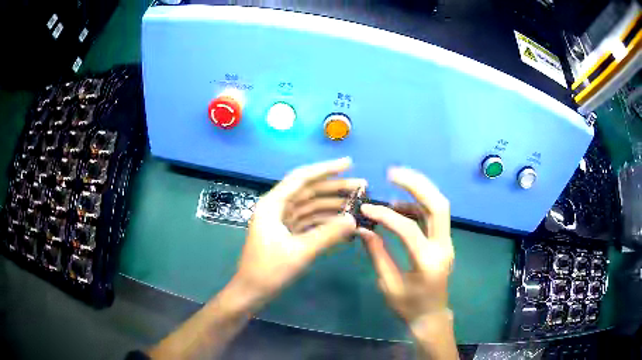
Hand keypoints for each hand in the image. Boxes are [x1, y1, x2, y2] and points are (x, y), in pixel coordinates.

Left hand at [232, 157, 364, 307]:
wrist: (251, 291)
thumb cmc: (269, 270)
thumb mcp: (300, 252)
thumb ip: (328, 234)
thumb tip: (353, 220)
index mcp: (273, 204)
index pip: (302, 178)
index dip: (326, 169)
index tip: (349, 163)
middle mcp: (277, 207)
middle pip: (309, 191)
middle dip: (335, 188)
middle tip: (362, 187)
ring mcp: (282, 220)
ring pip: (311, 206)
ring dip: (333, 205)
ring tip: (357, 205)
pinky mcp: (286, 233)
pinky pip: (309, 221)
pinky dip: (325, 221)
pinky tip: (343, 224)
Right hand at [358, 167, 453, 324]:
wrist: (432, 315)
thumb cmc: (408, 306)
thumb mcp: (388, 285)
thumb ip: (377, 254)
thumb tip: (363, 229)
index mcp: (427, 263)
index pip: (409, 229)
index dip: (386, 215)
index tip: (366, 208)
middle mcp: (443, 247)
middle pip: (438, 206)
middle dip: (417, 184)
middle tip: (393, 173)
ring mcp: (446, 243)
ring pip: (439, 207)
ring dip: (418, 191)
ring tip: (394, 187)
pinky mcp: (444, 241)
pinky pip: (434, 216)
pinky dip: (418, 206)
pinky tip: (400, 207)